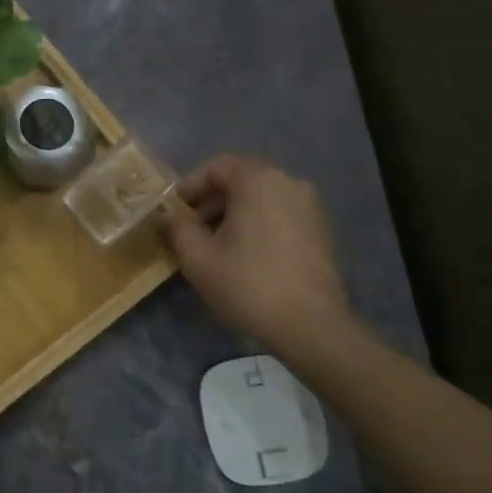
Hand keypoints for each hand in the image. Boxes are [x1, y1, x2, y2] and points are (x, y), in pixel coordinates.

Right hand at [162, 154, 353, 352]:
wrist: (312, 326)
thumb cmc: (248, 284)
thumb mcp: (197, 257)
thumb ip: (177, 228)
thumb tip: (169, 217)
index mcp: (258, 180)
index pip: (216, 166)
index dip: (190, 185)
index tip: (174, 210)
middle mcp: (289, 182)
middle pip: (241, 179)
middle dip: (211, 200)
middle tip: (190, 228)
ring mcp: (311, 206)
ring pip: (261, 198)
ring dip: (234, 214)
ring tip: (215, 244)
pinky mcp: (322, 231)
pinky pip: (280, 214)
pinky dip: (258, 225)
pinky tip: (245, 255)